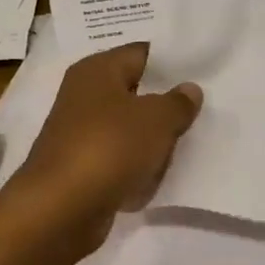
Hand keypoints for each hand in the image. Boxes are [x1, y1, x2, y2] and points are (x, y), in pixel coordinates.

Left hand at [8, 43, 202, 251]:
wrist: (60, 210)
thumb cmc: (109, 148)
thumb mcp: (157, 119)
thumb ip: (178, 102)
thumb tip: (189, 89)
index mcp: (97, 70)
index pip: (142, 53)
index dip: (173, 62)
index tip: (204, 74)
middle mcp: (84, 96)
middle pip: (136, 92)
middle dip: (166, 103)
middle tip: (204, 110)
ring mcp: (80, 134)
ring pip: (129, 129)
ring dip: (154, 139)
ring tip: (187, 144)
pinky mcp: (82, 168)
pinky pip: (120, 159)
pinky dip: (137, 167)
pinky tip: (158, 176)